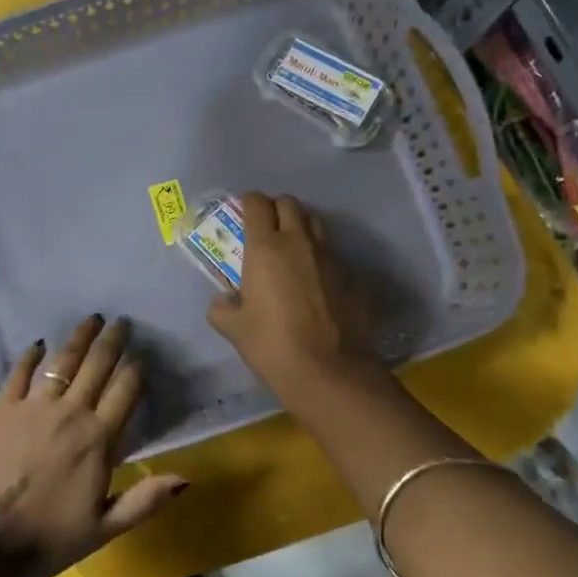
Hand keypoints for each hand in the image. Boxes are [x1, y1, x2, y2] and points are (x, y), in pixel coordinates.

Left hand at [0, 315, 187, 576]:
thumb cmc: (45, 539)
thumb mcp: (102, 530)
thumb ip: (144, 501)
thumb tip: (186, 477)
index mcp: (97, 440)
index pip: (125, 391)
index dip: (136, 370)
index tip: (142, 355)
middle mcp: (70, 412)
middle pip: (97, 366)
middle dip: (112, 341)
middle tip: (122, 321)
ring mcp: (33, 406)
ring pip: (62, 361)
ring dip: (79, 338)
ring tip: (91, 319)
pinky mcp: (2, 408)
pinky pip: (20, 372)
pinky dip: (30, 355)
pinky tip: (37, 343)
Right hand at [207, 191, 379, 400]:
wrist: (330, 373)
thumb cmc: (272, 346)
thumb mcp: (234, 329)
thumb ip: (222, 308)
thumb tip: (224, 301)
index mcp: (265, 248)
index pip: (257, 203)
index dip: (249, 203)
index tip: (244, 214)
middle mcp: (300, 243)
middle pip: (290, 204)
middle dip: (277, 209)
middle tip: (268, 230)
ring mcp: (332, 258)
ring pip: (317, 224)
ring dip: (303, 228)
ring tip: (295, 251)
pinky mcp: (355, 277)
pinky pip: (336, 257)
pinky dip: (324, 262)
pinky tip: (320, 285)